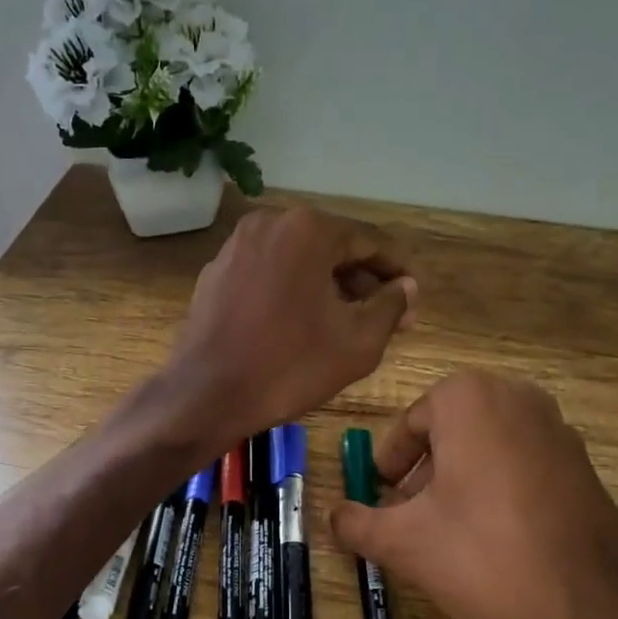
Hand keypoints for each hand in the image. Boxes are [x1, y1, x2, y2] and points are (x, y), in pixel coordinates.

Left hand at [158, 205, 416, 449]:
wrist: (206, 395)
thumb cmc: (289, 367)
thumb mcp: (358, 342)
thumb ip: (391, 307)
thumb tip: (407, 287)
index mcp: (308, 229)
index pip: (369, 242)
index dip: (396, 273)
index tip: (412, 300)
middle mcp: (269, 223)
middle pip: (331, 248)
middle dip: (361, 282)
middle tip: (386, 318)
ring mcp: (236, 246)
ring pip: (298, 260)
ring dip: (328, 287)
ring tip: (348, 323)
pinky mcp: (215, 272)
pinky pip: (268, 273)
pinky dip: (292, 291)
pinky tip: (302, 324)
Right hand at [330, 371, 617, 618]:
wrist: (590, 605)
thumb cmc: (483, 555)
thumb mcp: (402, 542)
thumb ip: (356, 523)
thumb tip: (331, 517)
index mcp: (469, 399)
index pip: (411, 423)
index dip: (389, 462)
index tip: (382, 496)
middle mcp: (517, 398)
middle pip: (450, 430)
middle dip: (423, 470)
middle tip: (407, 514)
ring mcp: (558, 429)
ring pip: (487, 446)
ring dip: (458, 479)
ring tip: (445, 530)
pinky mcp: (583, 465)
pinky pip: (522, 464)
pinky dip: (496, 488)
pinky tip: (491, 538)